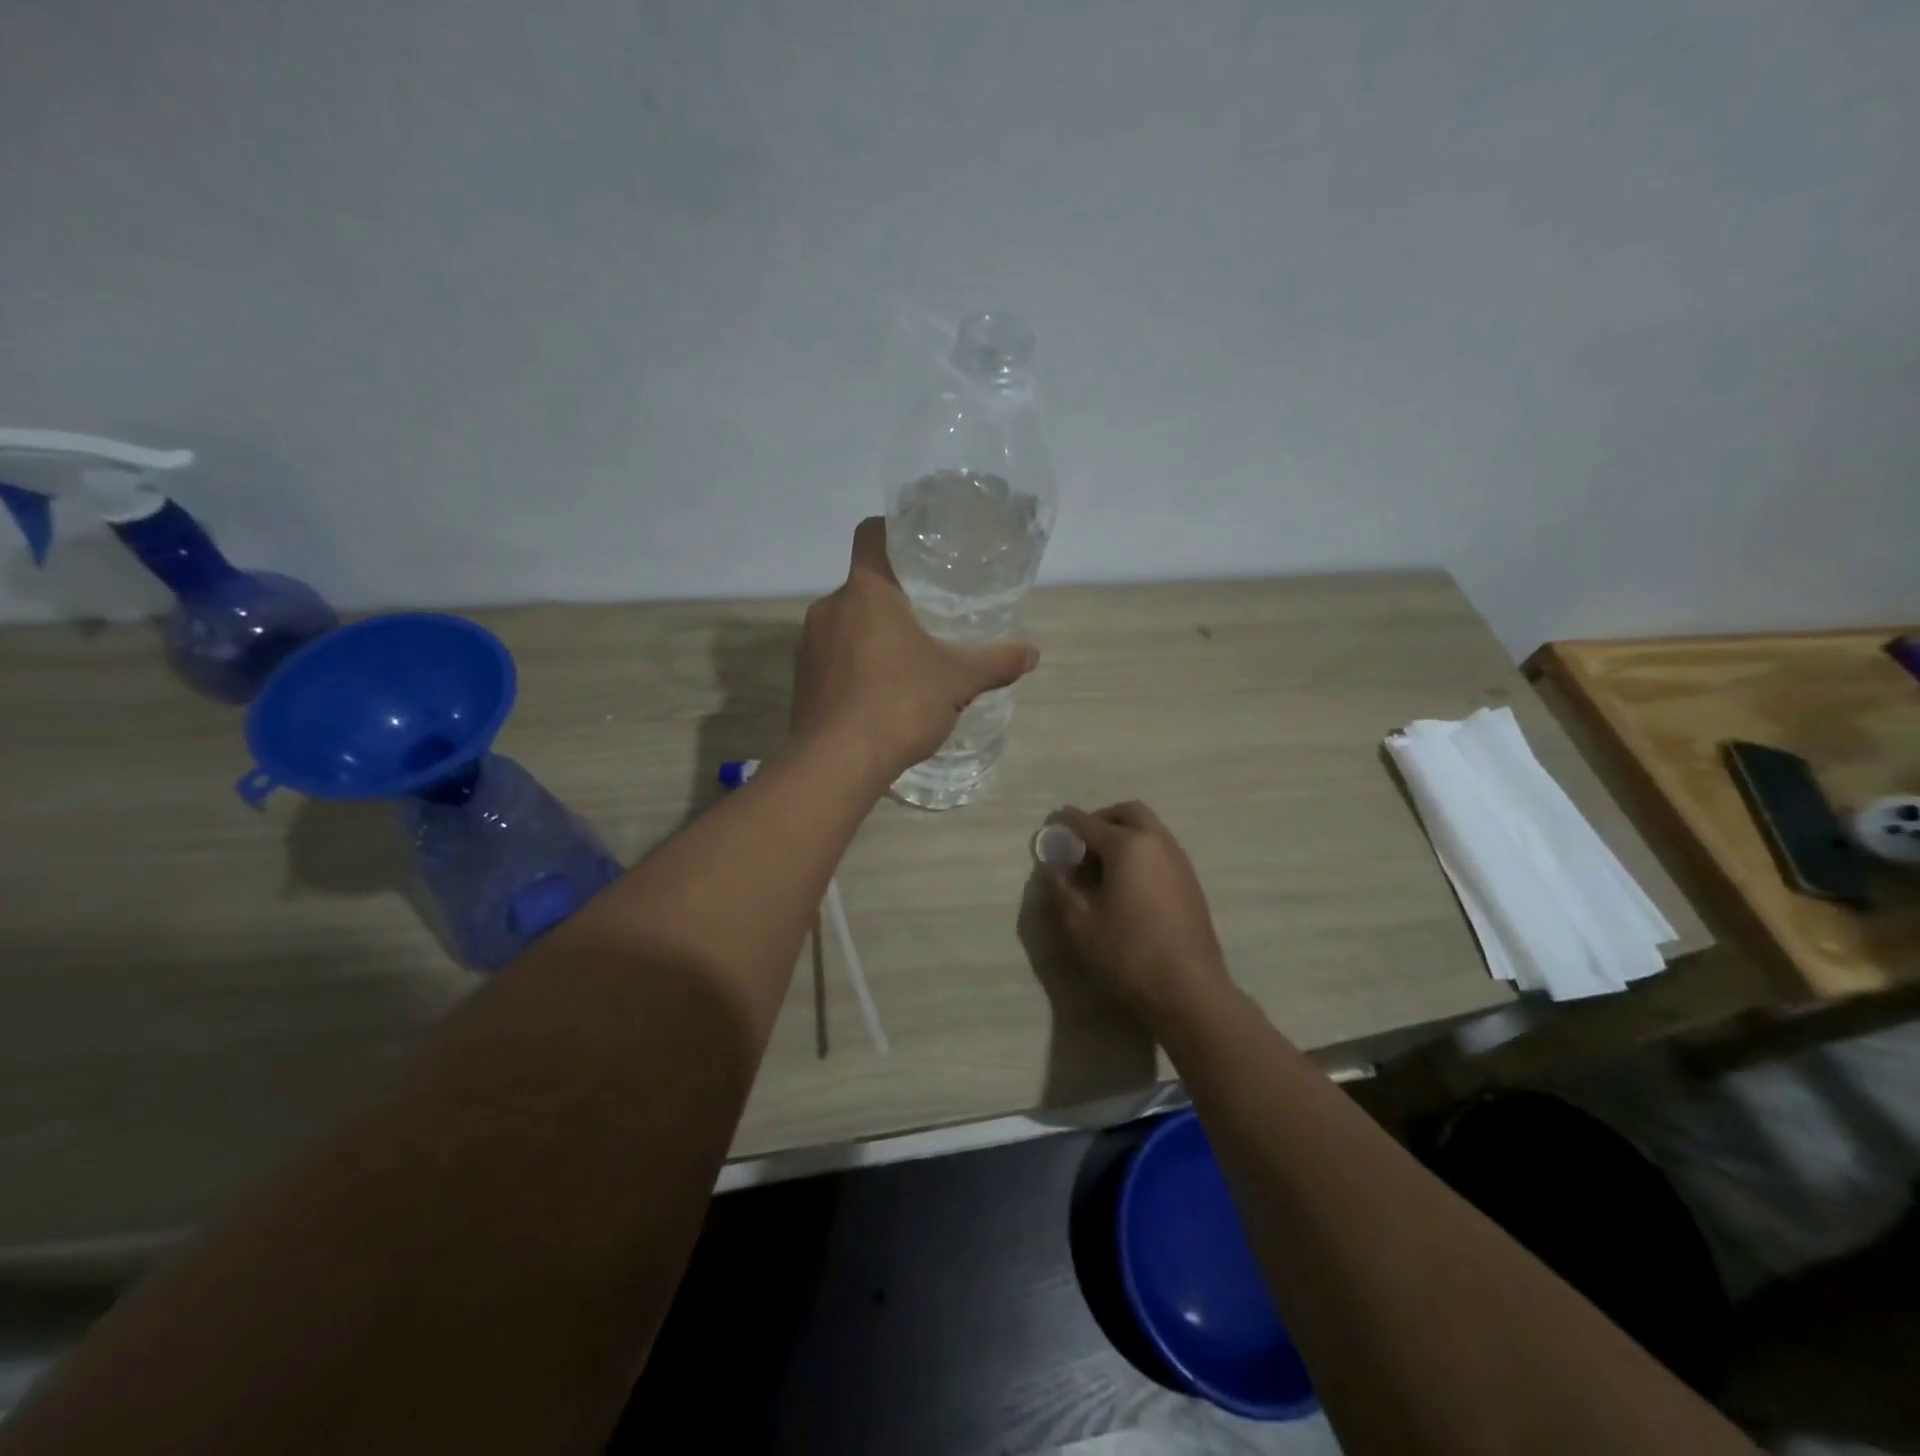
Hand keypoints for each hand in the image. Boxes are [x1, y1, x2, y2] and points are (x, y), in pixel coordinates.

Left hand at [791, 518, 1039, 778]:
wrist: (837, 763)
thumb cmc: (899, 703)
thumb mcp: (958, 680)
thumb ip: (996, 661)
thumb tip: (1033, 652)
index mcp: (866, 591)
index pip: (871, 534)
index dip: (893, 531)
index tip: (917, 546)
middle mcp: (830, 608)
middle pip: (862, 586)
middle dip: (893, 598)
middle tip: (927, 615)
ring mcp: (809, 645)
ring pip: (846, 624)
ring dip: (872, 635)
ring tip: (906, 660)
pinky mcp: (802, 680)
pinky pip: (833, 659)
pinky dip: (855, 666)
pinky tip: (880, 693)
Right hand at [1048, 802, 1234, 1028]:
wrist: (1190, 989)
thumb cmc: (1128, 954)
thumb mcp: (1080, 924)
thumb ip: (1062, 889)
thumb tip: (1054, 866)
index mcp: (1128, 846)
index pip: (1088, 823)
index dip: (1066, 823)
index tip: (1052, 825)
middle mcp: (1156, 842)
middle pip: (1127, 812)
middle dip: (1101, 819)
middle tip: (1082, 842)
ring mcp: (1179, 859)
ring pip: (1149, 828)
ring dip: (1124, 833)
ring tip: (1102, 864)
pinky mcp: (1190, 880)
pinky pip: (1160, 848)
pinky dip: (1140, 850)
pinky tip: (1128, 882)